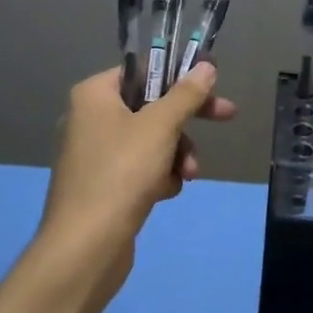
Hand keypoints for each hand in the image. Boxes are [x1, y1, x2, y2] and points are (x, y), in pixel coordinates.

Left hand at [39, 64, 236, 266]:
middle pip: (150, 105)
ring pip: (150, 140)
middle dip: (185, 121)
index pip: (142, 70)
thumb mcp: (161, 127)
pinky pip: (139, 168)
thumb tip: (206, 66)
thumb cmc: (122, 173)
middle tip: (226, 116)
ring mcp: (94, 154)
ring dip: (176, 154)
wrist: (86, 247)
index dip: (179, 75)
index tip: (210, 84)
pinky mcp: (102, 185)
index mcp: (94, 95)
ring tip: (188, 174)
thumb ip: (186, 94)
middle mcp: (89, 118)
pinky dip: (158, 176)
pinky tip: (164, 193)